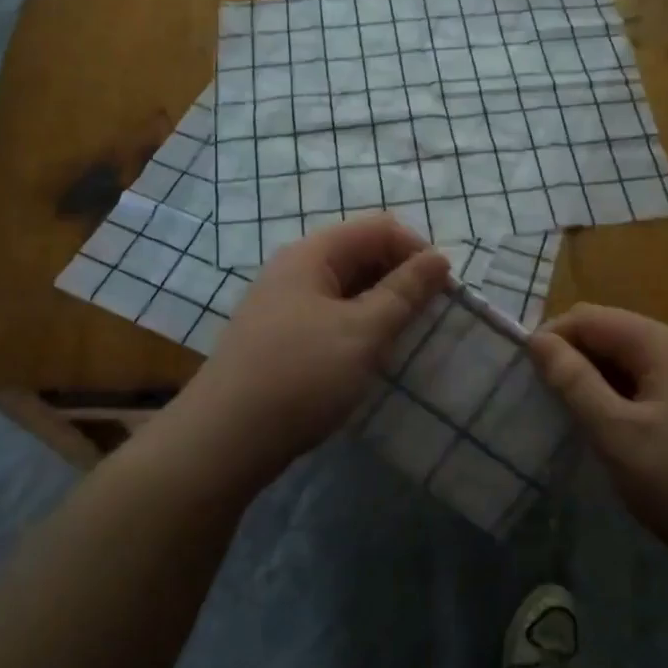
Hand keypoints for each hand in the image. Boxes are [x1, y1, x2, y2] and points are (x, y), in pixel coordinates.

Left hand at [177, 216, 449, 493]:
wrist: (224, 439)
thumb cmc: (301, 376)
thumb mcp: (363, 332)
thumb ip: (404, 292)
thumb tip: (439, 257)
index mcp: (312, 253)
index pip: (379, 228)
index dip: (416, 251)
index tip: (443, 292)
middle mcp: (295, 268)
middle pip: (361, 253)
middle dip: (400, 278)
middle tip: (426, 319)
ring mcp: (283, 303)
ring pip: (346, 288)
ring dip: (380, 305)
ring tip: (401, 340)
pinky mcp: (279, 336)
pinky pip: (329, 315)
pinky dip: (357, 326)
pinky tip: (366, 357)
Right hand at [528, 304, 667, 562]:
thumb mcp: (618, 434)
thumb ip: (574, 382)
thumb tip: (537, 339)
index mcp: (663, 344)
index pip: (590, 316)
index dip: (552, 337)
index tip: (524, 376)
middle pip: (610, 333)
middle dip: (572, 358)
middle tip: (543, 400)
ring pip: (628, 361)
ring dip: (594, 380)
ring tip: (570, 417)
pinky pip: (647, 384)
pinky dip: (619, 397)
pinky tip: (609, 430)